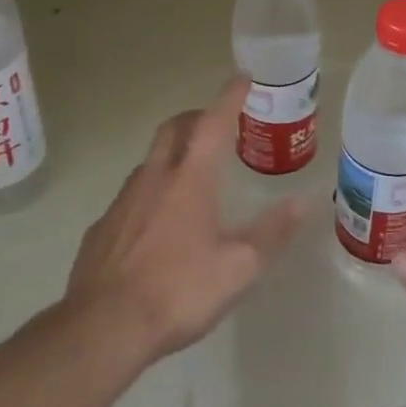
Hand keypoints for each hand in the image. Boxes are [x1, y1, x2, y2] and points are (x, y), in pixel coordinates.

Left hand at [63, 75, 308, 364]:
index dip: (230, 96)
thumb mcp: (239, 268)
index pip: (214, 122)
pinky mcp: (101, 228)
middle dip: (196, 117)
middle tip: (215, 125)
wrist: (102, 329)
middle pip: (174, 128)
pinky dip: (150, 193)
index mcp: (191, 179)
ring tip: (190, 175)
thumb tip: (304, 202)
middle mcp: (155, 178)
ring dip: (172, 154)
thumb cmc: (178, 291)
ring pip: (150, 160)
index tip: (243, 77)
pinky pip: (130, 196)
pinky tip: (157, 224)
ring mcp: (123, 201)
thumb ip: (272, 232)